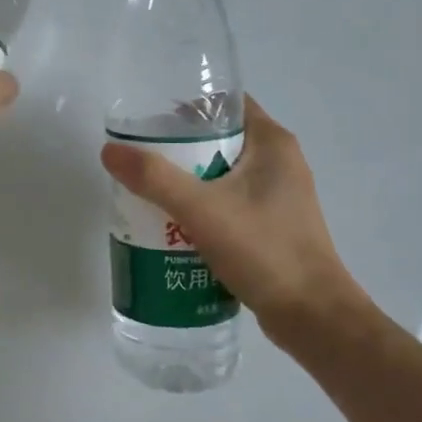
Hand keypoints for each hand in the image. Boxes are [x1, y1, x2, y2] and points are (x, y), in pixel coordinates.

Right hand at [100, 96, 370, 340]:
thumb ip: (154, 178)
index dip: (187, 107)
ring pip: (221, 175)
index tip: (149, 121)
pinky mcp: (272, 226)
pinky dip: (201, 208)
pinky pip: (228, 204)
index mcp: (273, 144)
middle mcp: (280, 163)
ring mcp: (278, 197)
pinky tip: (173, 226)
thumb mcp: (202, 209)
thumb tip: (109, 151)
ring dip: (187, 182)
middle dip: (178, 149)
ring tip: (148, 193)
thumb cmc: (264, 251)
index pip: (226, 105)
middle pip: (219, 140)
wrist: (312, 317)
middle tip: (141, 162)